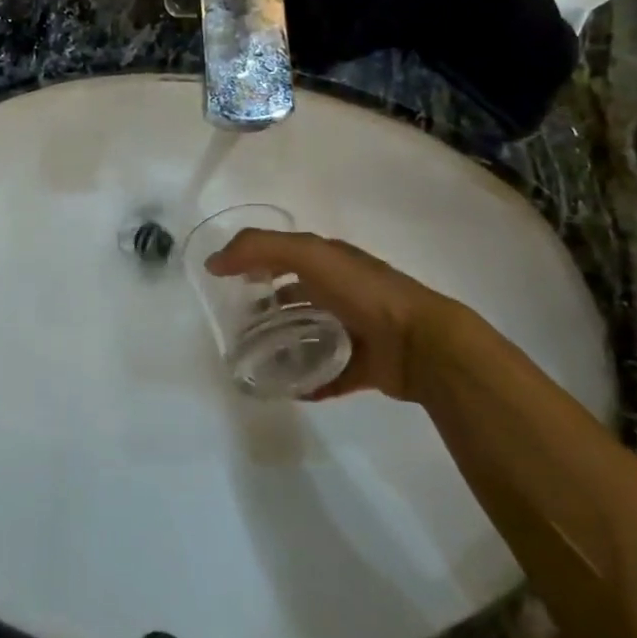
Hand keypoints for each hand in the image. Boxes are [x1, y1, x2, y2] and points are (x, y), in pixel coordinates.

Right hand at [204, 230, 473, 402]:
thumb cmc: (363, 291)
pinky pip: (326, 375)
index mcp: (331, 262)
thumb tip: (213, 263)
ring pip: (308, 336)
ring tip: (254, 360)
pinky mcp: (362, 366)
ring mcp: (354, 330)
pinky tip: (285, 388)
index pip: (285, 256)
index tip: (226, 284)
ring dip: (282, 346)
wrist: (423, 344)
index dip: (255, 264)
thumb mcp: (308, 254)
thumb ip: (258, 249)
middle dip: (265, 309)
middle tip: (236, 327)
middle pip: (294, 297)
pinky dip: (306, 381)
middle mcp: (342, 292)